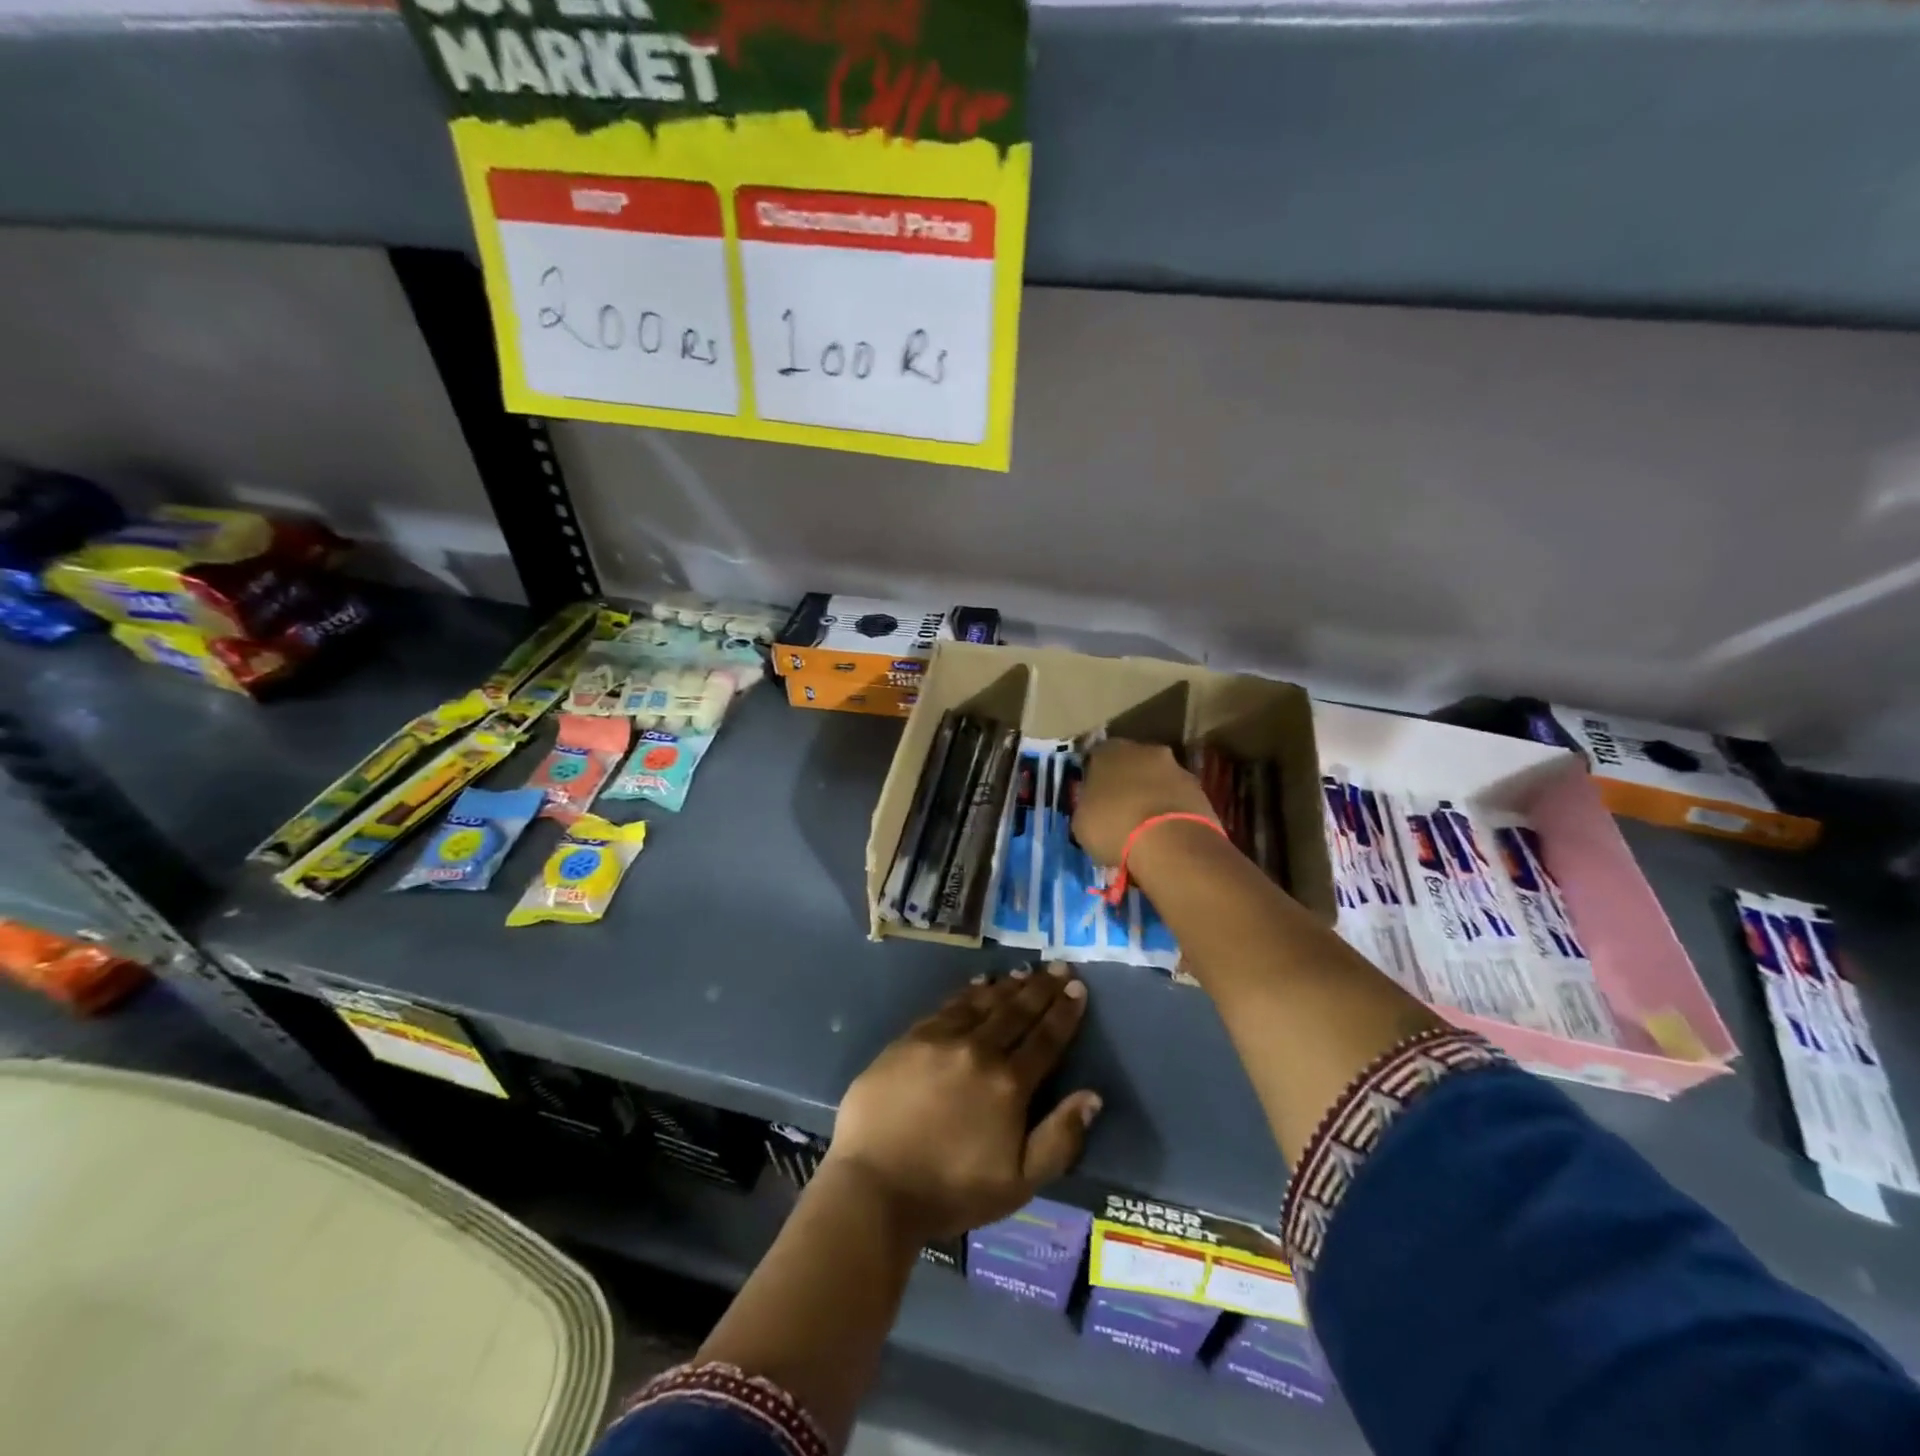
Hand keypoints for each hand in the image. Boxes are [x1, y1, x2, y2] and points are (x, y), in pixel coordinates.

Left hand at [826, 965, 1101, 1240]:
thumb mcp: (1018, 1183)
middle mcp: (979, 1050)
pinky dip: (970, 992)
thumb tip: (1092, 1097)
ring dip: (1009, 986)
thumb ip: (1059, 1139)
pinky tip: (979, 984)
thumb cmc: (950, 1190)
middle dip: (1042, 988)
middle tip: (1059, 966)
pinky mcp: (911, 1038)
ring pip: (984, 1003)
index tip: (1077, 988)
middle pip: (1017, 1012)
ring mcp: (941, 1039)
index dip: (1064, 1013)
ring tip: (1026, 971)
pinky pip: (949, 1005)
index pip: (1045, 1039)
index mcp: (1009, 1084)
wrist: (874, 1184)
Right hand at [1073, 739, 1218, 865]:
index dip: (1094, 778)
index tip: (1093, 799)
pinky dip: (1171, 811)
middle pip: (1131, 764)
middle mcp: (1144, 749)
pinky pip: (1178, 798)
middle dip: (1127, 783)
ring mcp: (1177, 768)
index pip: (1096, 757)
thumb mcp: (1082, 822)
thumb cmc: (1114, 827)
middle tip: (1119, 811)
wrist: (1171, 843)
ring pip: (1158, 780)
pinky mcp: (1201, 790)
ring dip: (1152, 796)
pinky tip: (1165, 835)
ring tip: (1145, 828)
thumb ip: (1087, 806)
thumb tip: (1093, 808)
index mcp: (1109, 751)